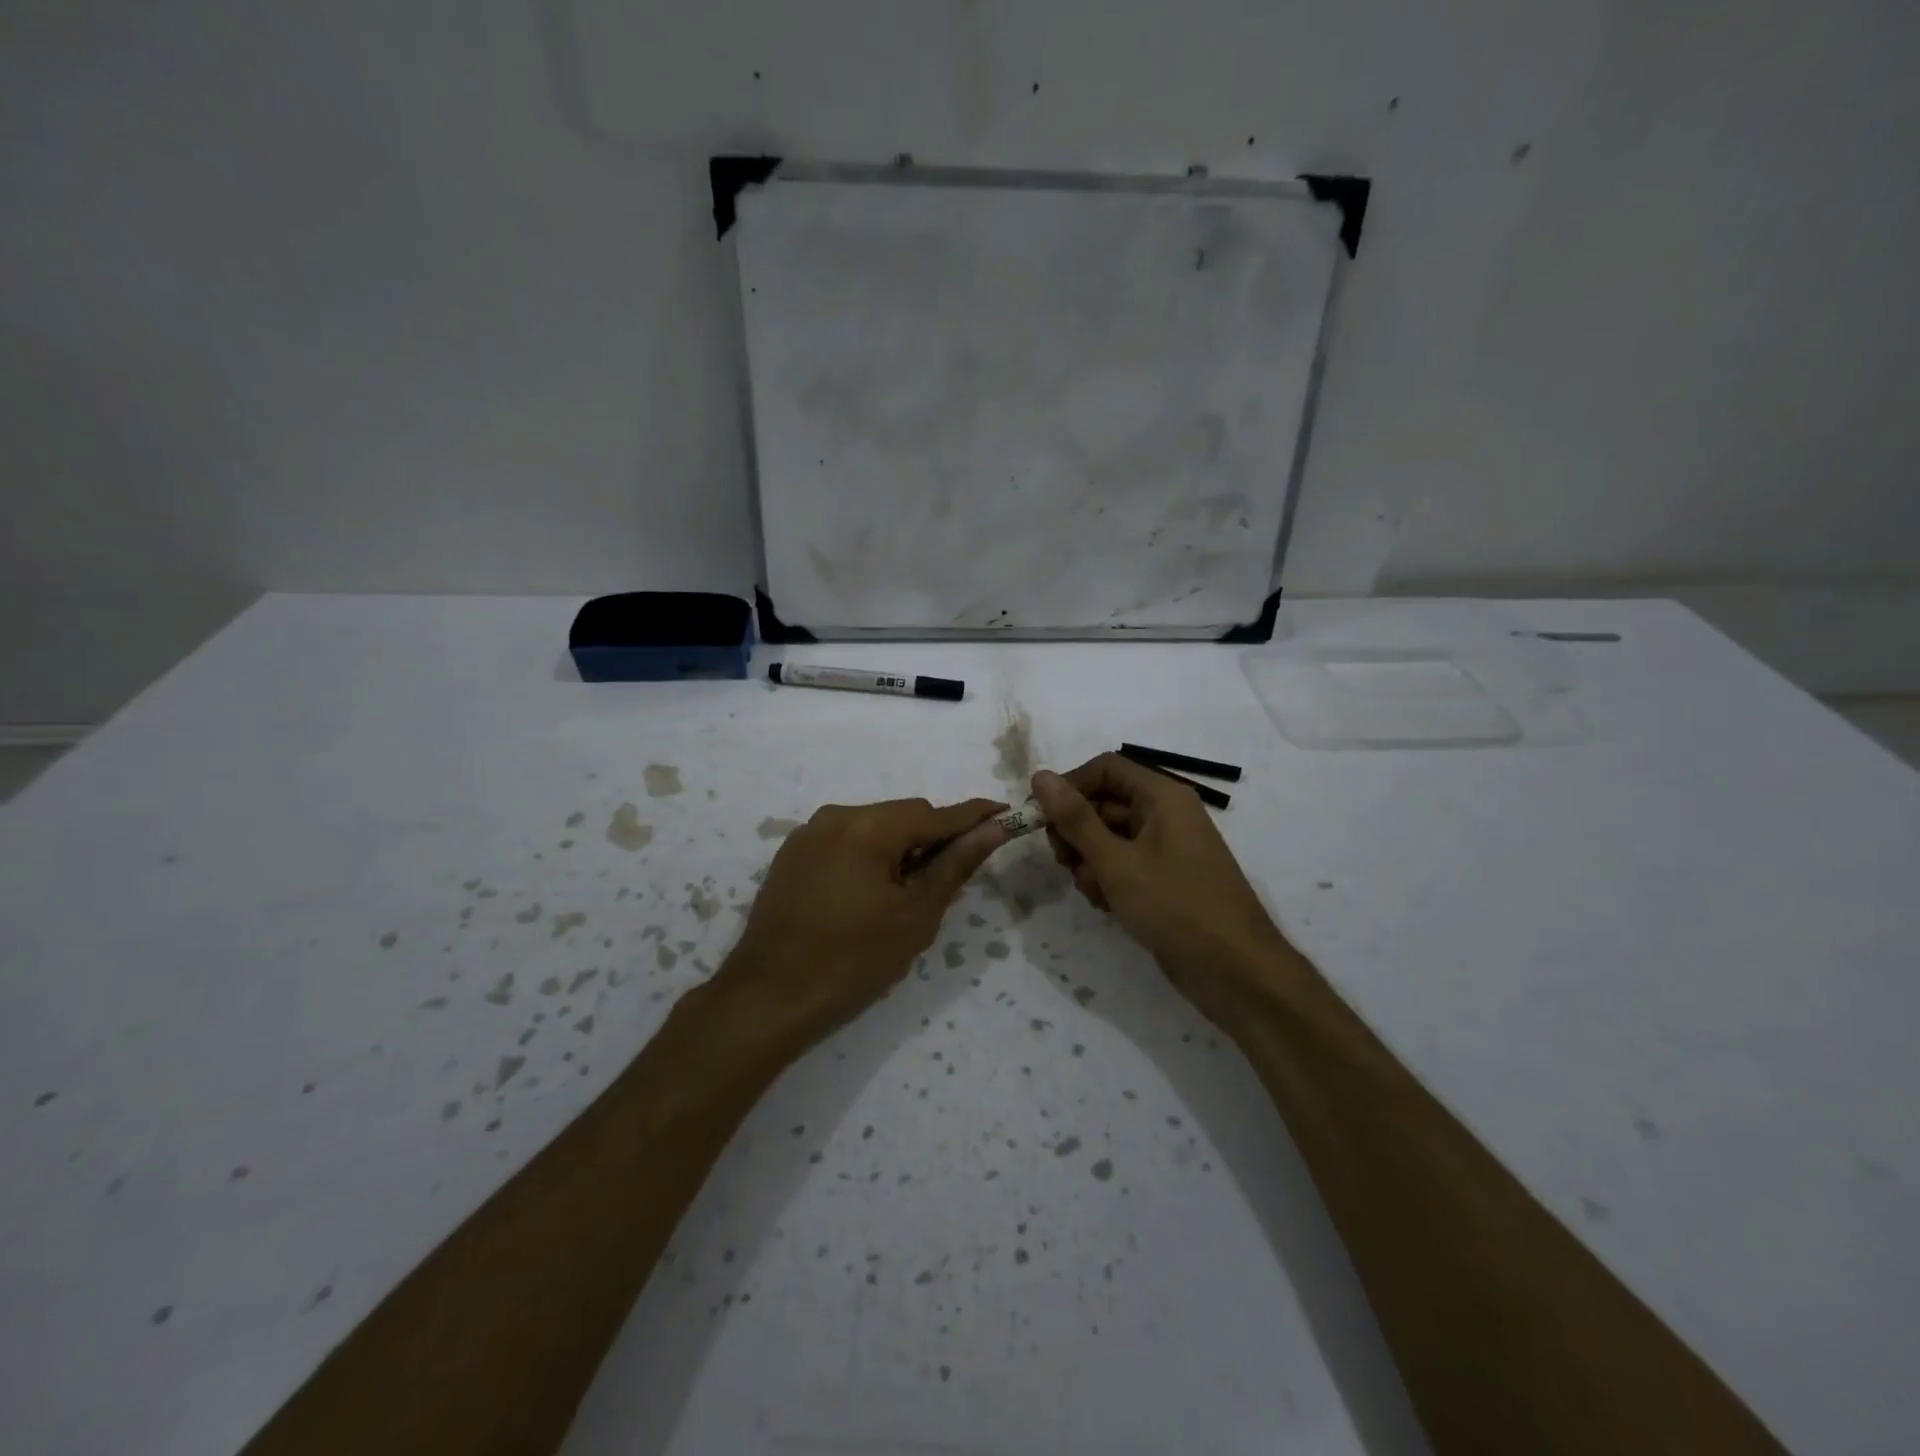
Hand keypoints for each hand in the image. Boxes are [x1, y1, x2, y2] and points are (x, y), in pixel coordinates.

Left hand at [716, 797, 1007, 1050]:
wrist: (766, 999)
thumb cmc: (851, 961)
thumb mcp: (914, 916)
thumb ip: (955, 866)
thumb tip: (993, 830)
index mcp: (868, 827)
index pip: (936, 814)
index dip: (974, 816)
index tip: (1006, 814)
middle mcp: (836, 816)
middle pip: (903, 817)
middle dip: (933, 840)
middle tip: (950, 880)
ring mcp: (808, 834)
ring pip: (874, 828)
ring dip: (900, 849)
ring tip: (907, 895)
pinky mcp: (792, 856)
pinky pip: (846, 842)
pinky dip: (869, 857)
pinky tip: (870, 896)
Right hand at [1031, 755, 1288, 1023]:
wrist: (1235, 971)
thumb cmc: (1176, 906)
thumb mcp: (1116, 862)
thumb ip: (1075, 819)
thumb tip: (1041, 776)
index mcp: (1162, 796)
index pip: (1105, 768)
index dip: (1070, 787)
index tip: (1042, 819)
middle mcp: (1165, 814)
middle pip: (1103, 803)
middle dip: (1077, 832)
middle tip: (1064, 862)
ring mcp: (1166, 848)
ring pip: (1108, 838)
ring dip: (1089, 862)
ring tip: (1096, 892)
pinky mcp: (1164, 879)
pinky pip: (1123, 864)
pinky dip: (1108, 880)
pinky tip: (1107, 906)